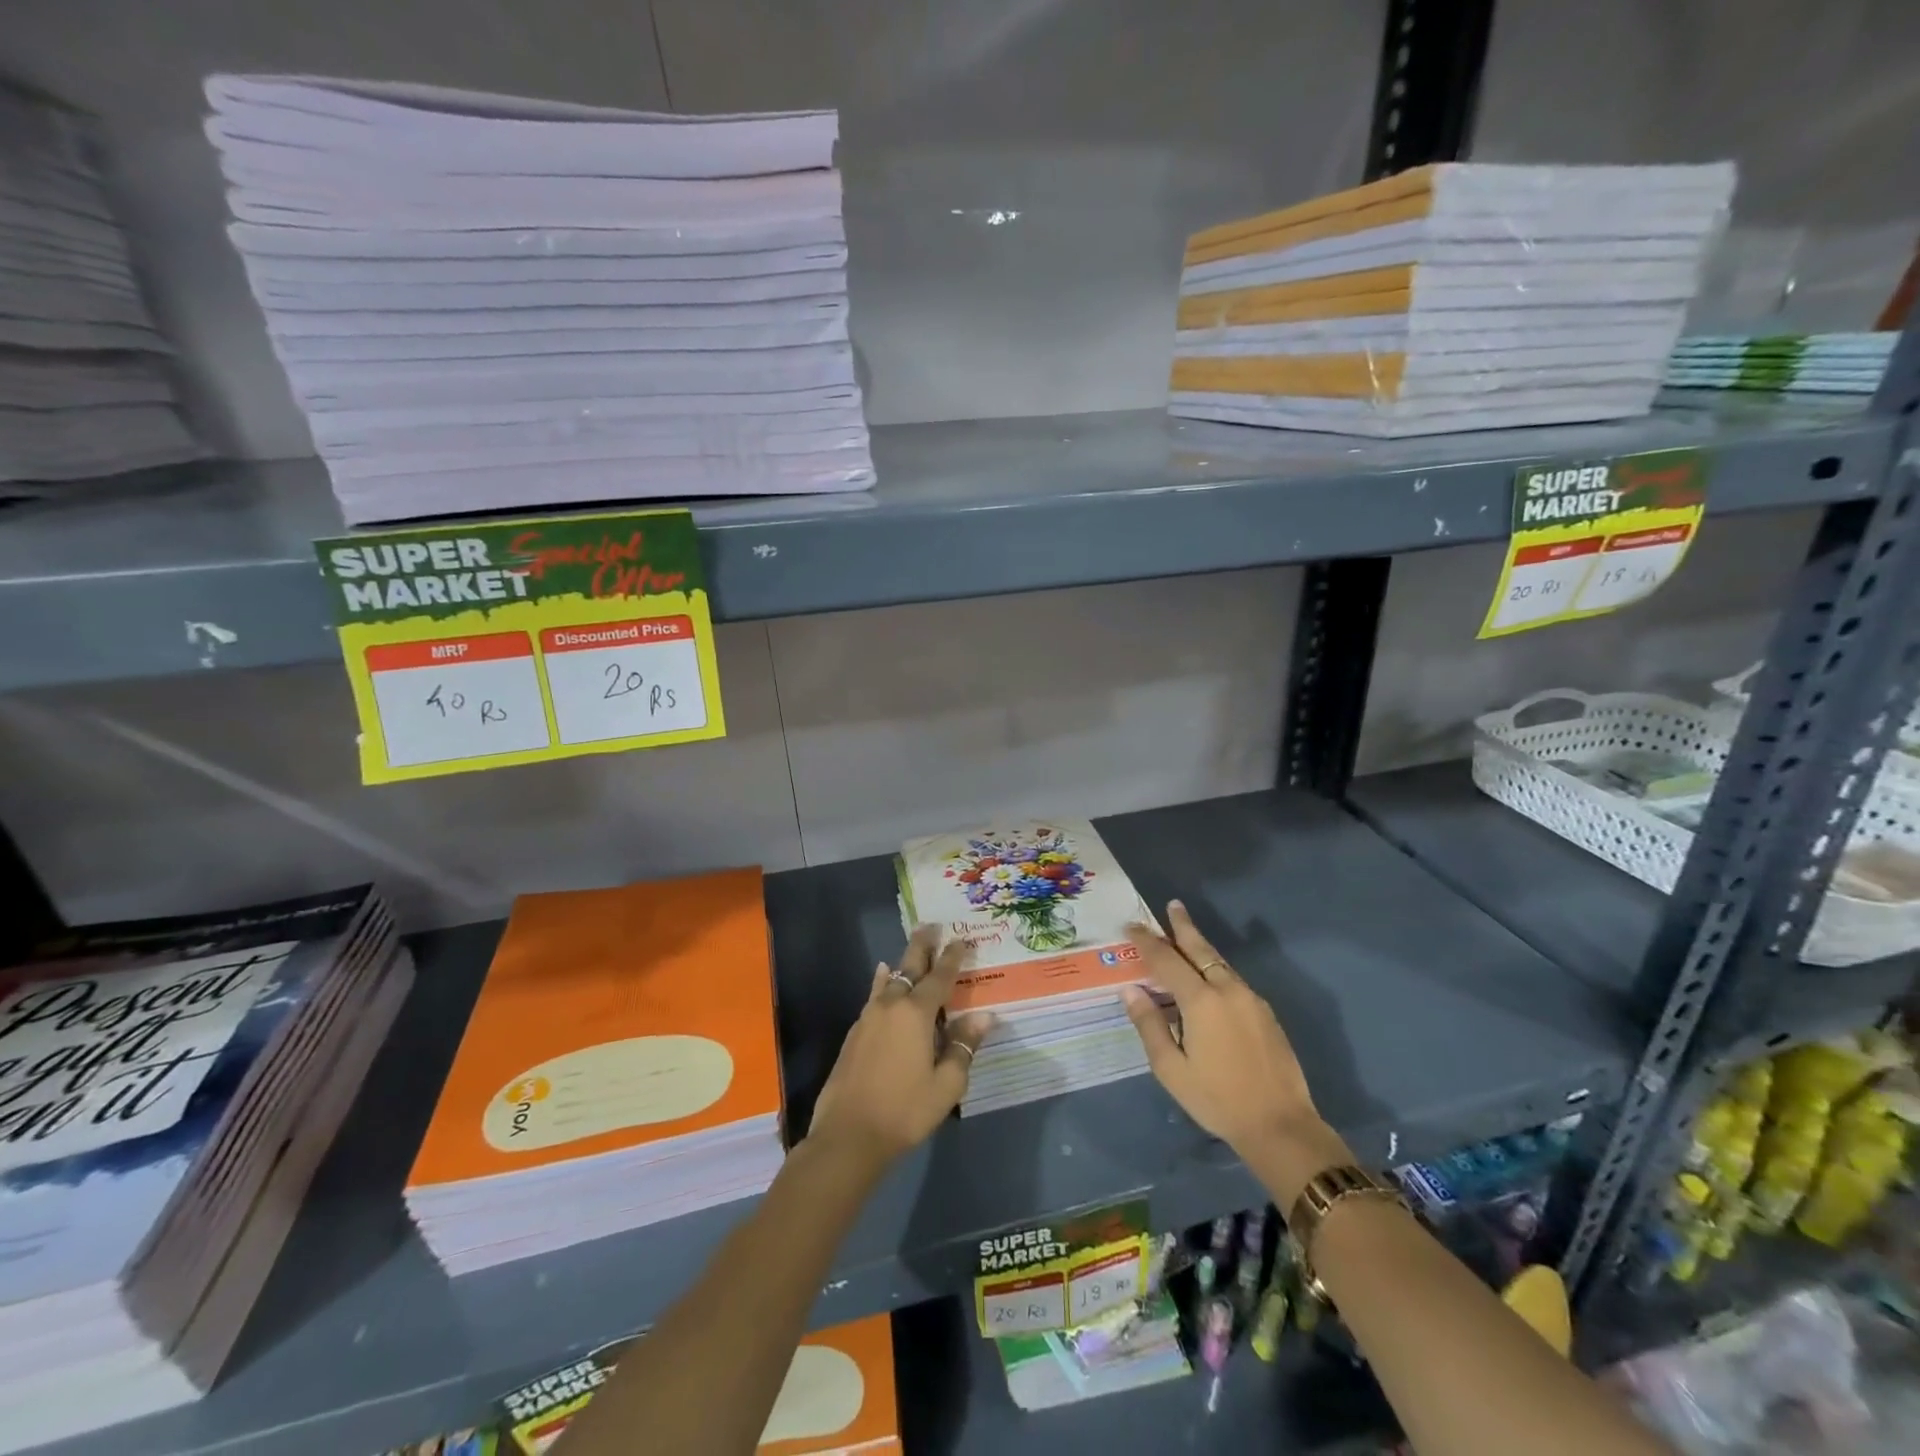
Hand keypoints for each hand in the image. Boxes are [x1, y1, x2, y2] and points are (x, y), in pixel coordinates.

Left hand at [807, 925, 993, 1168]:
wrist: (848, 1135)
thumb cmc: (905, 1110)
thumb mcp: (946, 1084)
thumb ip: (963, 1046)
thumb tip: (983, 1016)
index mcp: (916, 1014)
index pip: (940, 977)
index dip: (952, 958)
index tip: (962, 939)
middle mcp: (891, 1006)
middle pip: (909, 967)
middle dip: (922, 946)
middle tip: (931, 925)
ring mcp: (868, 1018)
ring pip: (889, 981)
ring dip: (902, 964)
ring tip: (909, 952)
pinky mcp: (855, 1033)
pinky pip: (874, 997)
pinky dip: (883, 984)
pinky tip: (883, 982)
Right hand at [1121, 901, 1343, 1195]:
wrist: (1280, 1125)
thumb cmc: (1217, 1099)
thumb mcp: (1171, 1069)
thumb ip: (1150, 1025)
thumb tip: (1131, 990)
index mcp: (1201, 1001)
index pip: (1166, 960)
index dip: (1147, 942)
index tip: (1131, 926)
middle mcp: (1227, 990)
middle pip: (1200, 949)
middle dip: (1183, 926)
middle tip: (1173, 905)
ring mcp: (1250, 999)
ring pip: (1220, 963)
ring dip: (1200, 946)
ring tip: (1185, 935)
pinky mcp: (1265, 1013)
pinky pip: (1233, 980)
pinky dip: (1215, 969)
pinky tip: (1208, 978)